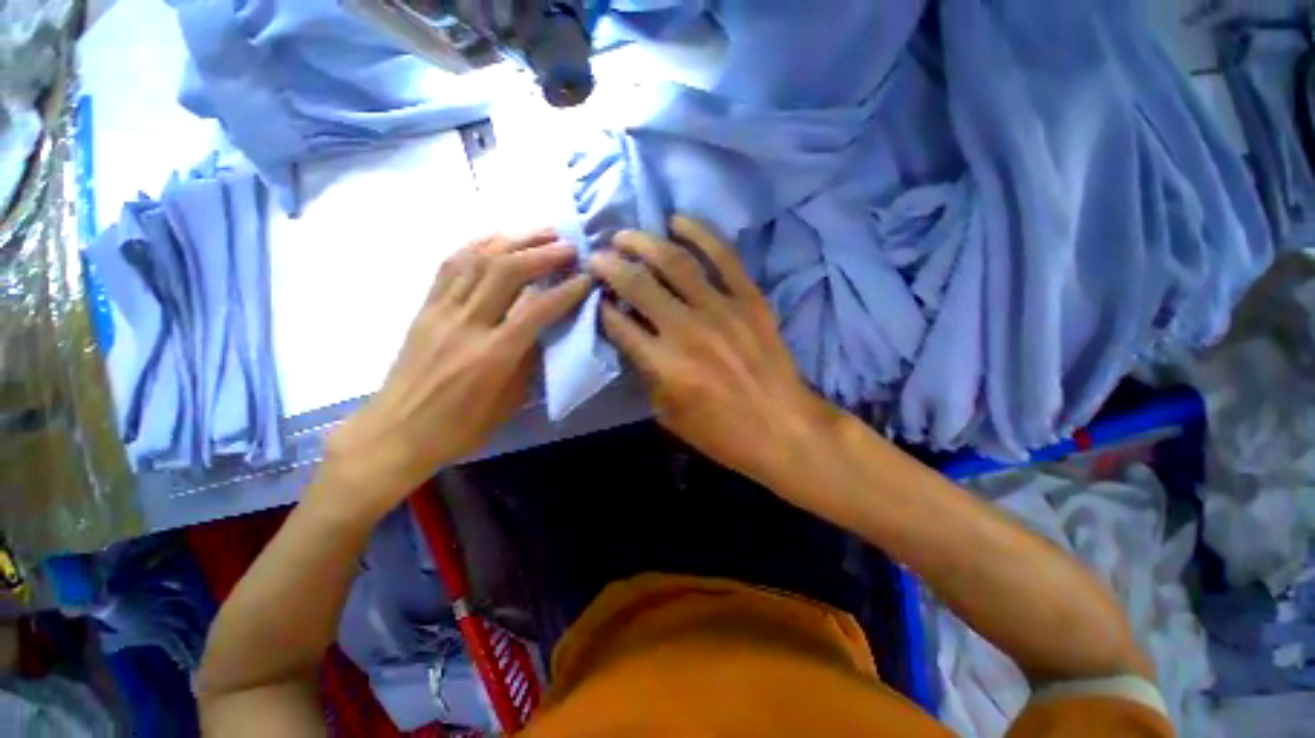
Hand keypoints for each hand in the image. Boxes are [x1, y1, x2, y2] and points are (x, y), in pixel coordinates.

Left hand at [323, 231, 590, 514]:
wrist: (397, 431)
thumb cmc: (461, 426)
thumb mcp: (509, 401)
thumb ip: (530, 360)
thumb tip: (546, 328)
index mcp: (493, 355)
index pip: (537, 309)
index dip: (566, 289)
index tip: (586, 278)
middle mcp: (466, 325)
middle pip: (506, 271)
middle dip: (542, 253)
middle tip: (568, 247)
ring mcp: (441, 311)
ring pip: (478, 259)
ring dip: (514, 240)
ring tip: (540, 232)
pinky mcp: (425, 307)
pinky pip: (450, 265)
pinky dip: (477, 244)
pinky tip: (497, 238)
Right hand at [587, 216, 835, 484]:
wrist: (782, 427)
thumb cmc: (722, 432)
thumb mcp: (668, 414)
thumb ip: (646, 373)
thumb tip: (633, 337)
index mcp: (663, 364)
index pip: (618, 323)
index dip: (601, 306)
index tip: (595, 296)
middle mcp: (686, 329)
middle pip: (637, 284)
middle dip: (609, 266)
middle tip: (598, 257)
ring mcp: (721, 309)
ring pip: (674, 261)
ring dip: (643, 242)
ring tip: (625, 236)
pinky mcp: (749, 299)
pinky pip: (723, 256)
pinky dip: (699, 232)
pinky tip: (677, 221)